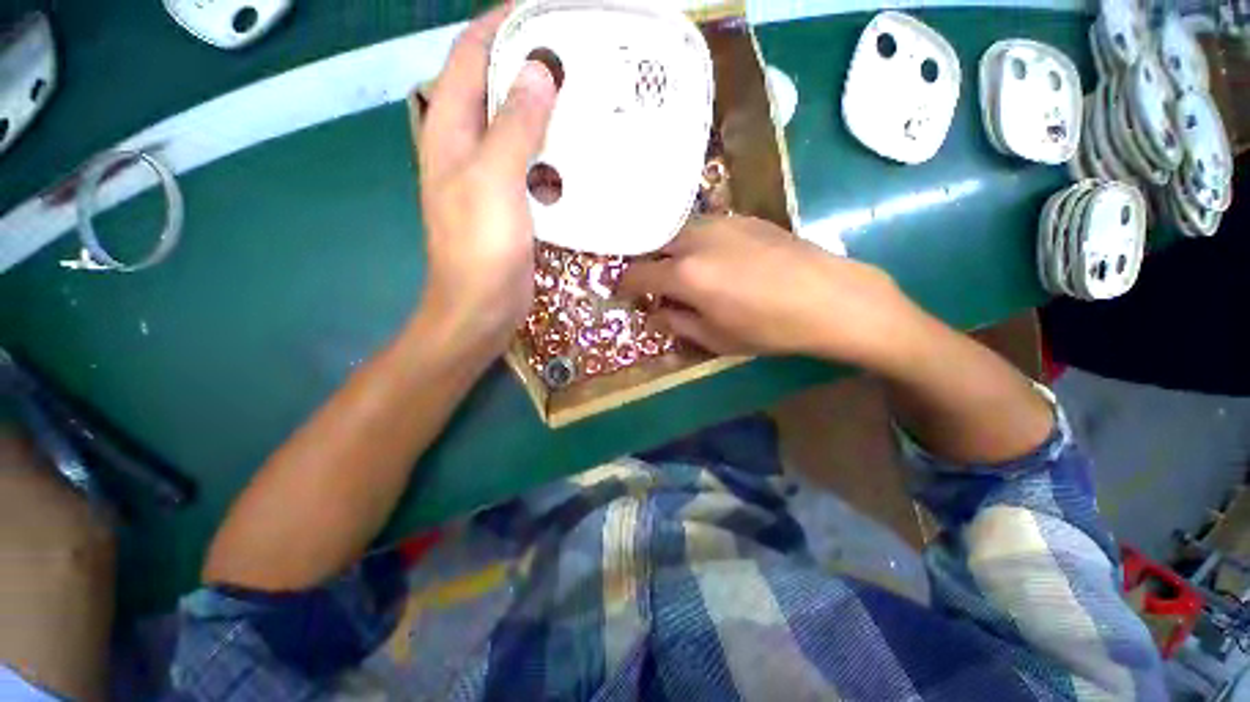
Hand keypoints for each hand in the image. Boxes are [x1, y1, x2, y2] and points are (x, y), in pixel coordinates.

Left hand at [416, 7, 556, 353]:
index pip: (471, 56)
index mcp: (451, 130)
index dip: (501, 25)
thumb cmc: (480, 247)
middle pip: (496, 87)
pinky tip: (580, 149)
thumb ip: (514, 127)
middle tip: (574, 52)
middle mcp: (467, 145)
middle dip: (529, 63)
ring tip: (584, 94)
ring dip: (546, 109)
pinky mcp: (514, 202)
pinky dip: (554, 151)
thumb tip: (539, 71)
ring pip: (519, 127)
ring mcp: (492, 176)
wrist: (482, 305)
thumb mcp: (493, 181)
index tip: (541, 9)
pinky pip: (534, 164)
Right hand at [618, 216, 919, 367]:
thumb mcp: (716, 338)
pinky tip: (714, 258)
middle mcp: (696, 240)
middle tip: (654, 283)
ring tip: (683, 270)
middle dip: (647, 263)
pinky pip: (704, 227)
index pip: (637, 273)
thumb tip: (656, 311)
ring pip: (678, 231)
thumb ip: (677, 322)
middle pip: (653, 243)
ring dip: (671, 250)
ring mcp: (721, 223)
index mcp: (685, 274)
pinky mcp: (743, 217)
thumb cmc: (770, 327)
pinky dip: (695, 242)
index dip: (625, 285)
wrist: (831, 298)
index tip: (624, 293)